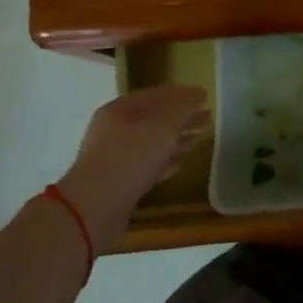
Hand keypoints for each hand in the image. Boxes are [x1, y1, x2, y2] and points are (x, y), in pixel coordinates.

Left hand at [59, 85, 209, 246]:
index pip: (156, 94)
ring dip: (176, 139)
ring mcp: (116, 157)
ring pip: (153, 142)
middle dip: (182, 117)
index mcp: (120, 110)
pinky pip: (149, 164)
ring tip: (199, 138)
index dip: (182, 93)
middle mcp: (115, 130)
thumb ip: (182, 107)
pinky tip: (181, 163)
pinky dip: (166, 160)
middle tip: (207, 117)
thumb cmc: (130, 158)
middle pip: (155, 118)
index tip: (205, 96)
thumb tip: (197, 94)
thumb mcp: (162, 126)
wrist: (95, 208)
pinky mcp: (121, 182)